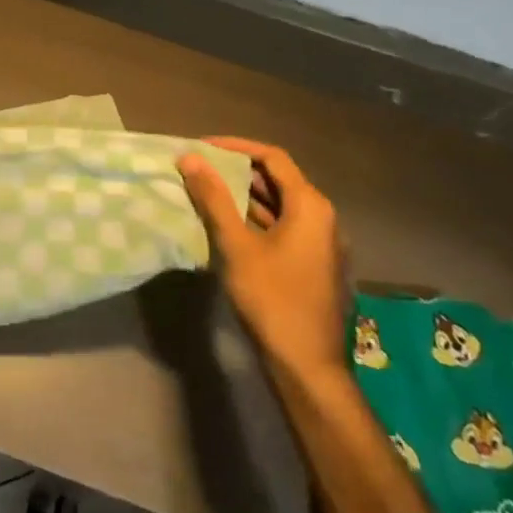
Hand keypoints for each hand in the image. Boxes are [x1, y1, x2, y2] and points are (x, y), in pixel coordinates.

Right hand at [178, 138, 350, 385]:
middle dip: (237, 170)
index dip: (236, 147)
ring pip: (280, 205)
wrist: (307, 365)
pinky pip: (283, 226)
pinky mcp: (313, 263)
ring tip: (205, 191)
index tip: (202, 147)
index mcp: (310, 206)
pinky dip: (255, 218)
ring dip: (244, 195)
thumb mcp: (236, 245)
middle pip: (278, 179)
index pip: (272, 158)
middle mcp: (322, 218)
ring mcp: (321, 243)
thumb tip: (190, 158)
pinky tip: (227, 225)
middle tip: (199, 168)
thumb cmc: (272, 299)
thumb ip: (214, 198)